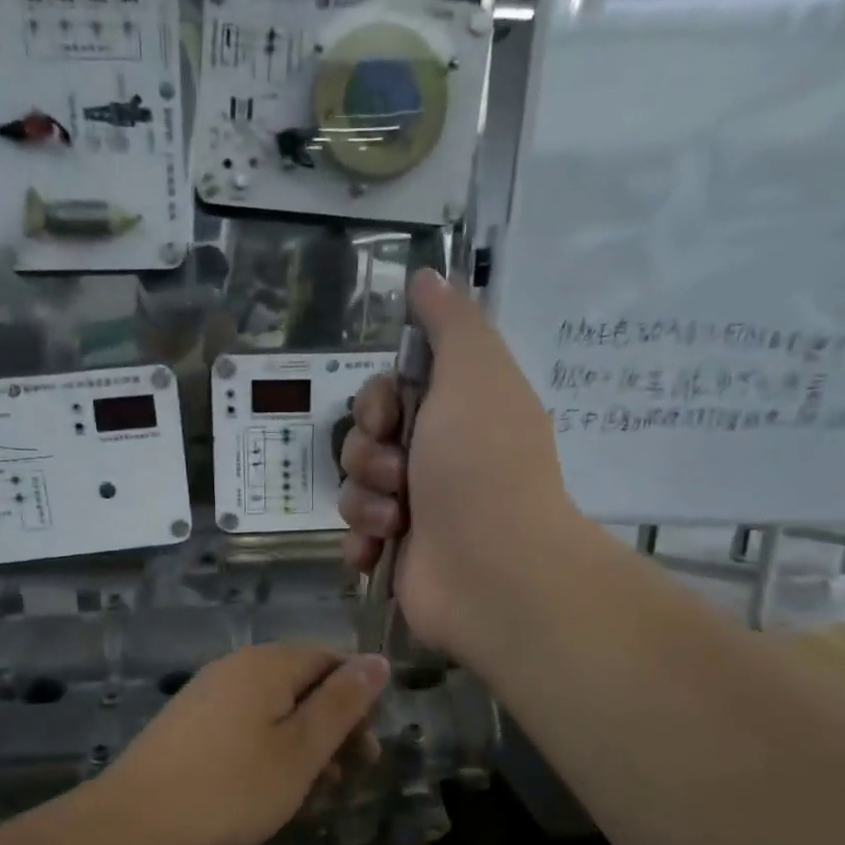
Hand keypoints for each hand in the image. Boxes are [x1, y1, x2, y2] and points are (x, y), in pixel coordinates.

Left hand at [102, 645, 389, 844]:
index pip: (330, 659)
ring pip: (273, 708)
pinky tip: (269, 788)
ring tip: (313, 790)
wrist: (135, 826)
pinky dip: (268, 749)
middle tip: (347, 775)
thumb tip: (377, 660)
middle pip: (301, 682)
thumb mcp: (301, 749)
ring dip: (302, 742)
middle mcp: (235, 667)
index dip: (358, 698)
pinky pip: (244, 725)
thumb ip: (342, 703)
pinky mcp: (188, 725)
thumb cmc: (232, 789)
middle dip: (332, 724)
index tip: (368, 749)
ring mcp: (206, 695)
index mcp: (267, 663)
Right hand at [339, 268, 568, 663]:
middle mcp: (435, 458)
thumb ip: (449, 322)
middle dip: (368, 454)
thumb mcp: (473, 373)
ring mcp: (416, 510)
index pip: (386, 393)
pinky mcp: (398, 554)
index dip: (375, 402)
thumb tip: (426, 275)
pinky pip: (354, 535)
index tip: (389, 417)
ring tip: (397, 521)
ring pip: (353, 489)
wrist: (491, 569)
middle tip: (400, 474)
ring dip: (366, 501)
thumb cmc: (481, 465)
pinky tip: (378, 551)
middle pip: (362, 439)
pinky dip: (362, 542)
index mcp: (454, 414)